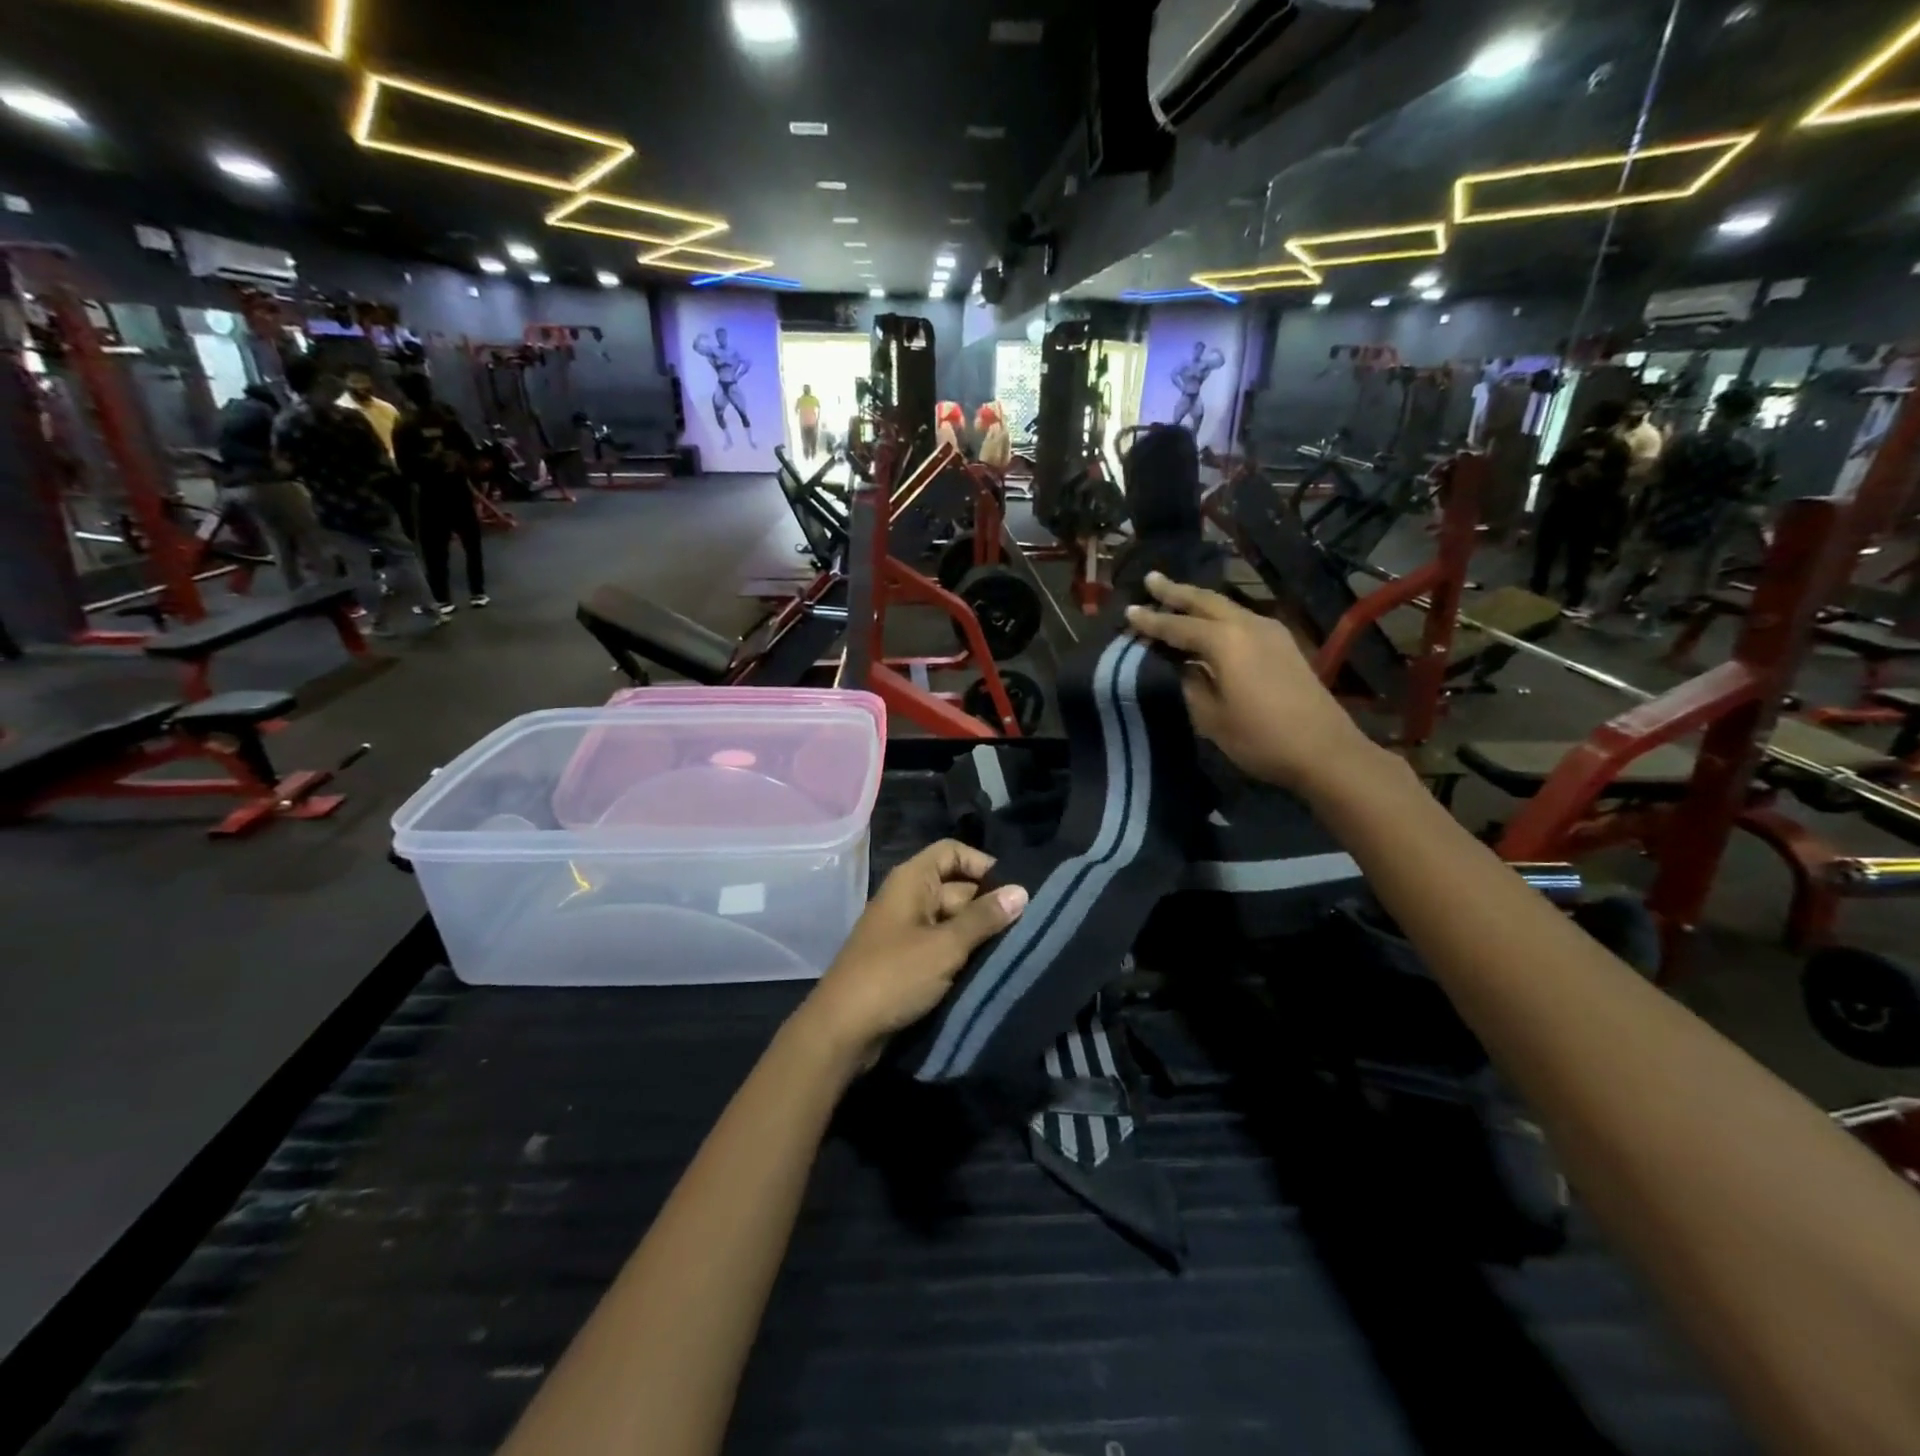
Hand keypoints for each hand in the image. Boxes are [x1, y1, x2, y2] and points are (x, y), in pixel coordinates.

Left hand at [795, 840, 1027, 1070]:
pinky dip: (963, 953)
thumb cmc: (894, 976)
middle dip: (988, 905)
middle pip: (957, 887)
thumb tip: (1022, 891)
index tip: (1013, 890)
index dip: (982, 864)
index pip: (952, 852)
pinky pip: (942, 945)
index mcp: (912, 880)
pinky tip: (990, 968)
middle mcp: (909, 898)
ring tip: (1016, 948)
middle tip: (1026, 927)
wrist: (842, 1030)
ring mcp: (907, 930)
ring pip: (953, 920)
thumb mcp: (945, 946)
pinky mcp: (907, 960)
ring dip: (979, 933)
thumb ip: (984, 918)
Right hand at [1125, 571, 1374, 794]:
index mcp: (1225, 640)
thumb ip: (1190, 684)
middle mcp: (1247, 625)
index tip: (1128, 611)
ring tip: (1175, 597)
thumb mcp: (1210, 716)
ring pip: (1226, 607)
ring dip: (1198, 601)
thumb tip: (1180, 665)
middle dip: (1176, 591)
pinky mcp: (1283, 645)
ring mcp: (1270, 632)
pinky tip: (1211, 624)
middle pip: (1205, 601)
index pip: (1177, 626)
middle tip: (1151, 579)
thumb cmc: (1260, 737)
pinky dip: (1218, 616)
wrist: (1325, 751)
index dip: (1151, 621)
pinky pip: (1241, 619)